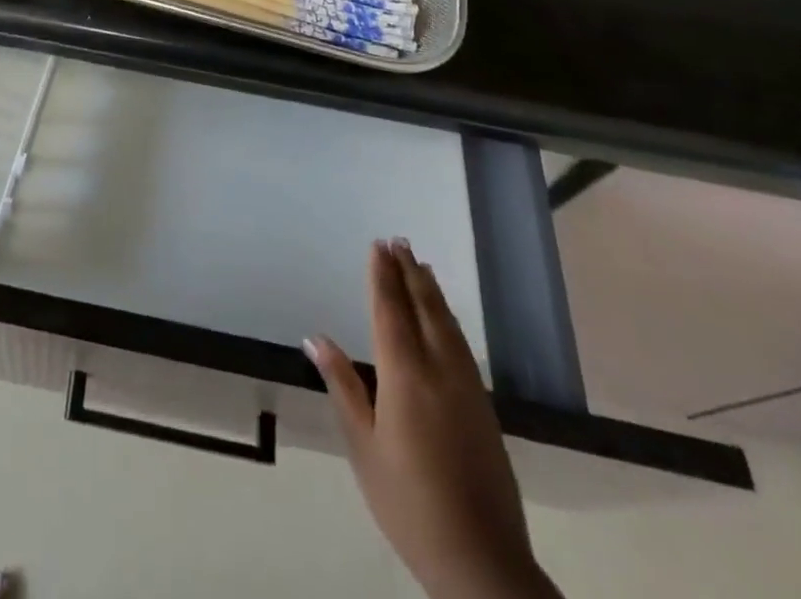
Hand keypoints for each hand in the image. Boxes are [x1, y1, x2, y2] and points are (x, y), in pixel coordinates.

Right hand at [307, 241, 555, 598]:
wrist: (481, 559)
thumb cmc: (408, 501)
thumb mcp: (363, 445)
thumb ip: (343, 385)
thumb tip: (316, 338)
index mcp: (405, 375)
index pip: (390, 310)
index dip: (382, 276)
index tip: (378, 245)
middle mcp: (439, 369)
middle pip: (423, 308)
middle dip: (409, 273)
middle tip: (399, 241)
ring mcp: (467, 387)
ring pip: (447, 323)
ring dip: (431, 291)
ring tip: (419, 265)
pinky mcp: (484, 406)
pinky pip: (461, 344)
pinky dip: (448, 318)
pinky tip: (444, 318)